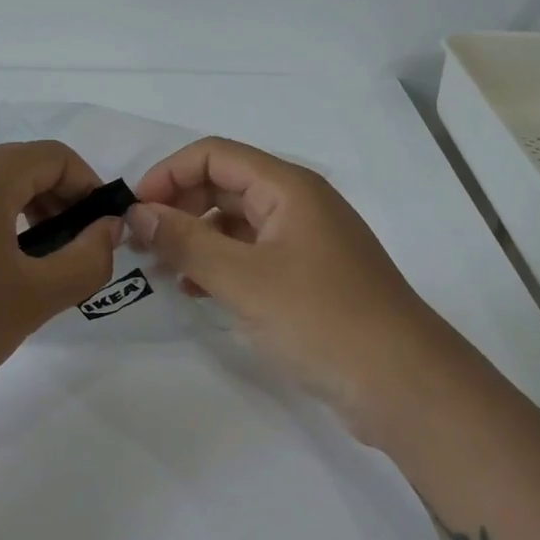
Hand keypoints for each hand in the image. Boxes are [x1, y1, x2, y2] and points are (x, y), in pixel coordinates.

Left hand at [0, 141, 123, 417]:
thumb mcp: (35, 297)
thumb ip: (87, 259)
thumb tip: (108, 230)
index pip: (55, 157)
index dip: (90, 188)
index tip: (104, 233)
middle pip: (25, 169)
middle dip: (62, 205)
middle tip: (77, 256)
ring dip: (32, 220)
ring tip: (42, 272)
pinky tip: (0, 281)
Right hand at [129, 137, 455, 435]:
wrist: (403, 384)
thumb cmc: (323, 319)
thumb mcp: (244, 279)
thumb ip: (186, 242)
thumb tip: (137, 212)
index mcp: (289, 187)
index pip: (215, 155)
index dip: (169, 174)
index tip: (135, 211)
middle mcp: (298, 204)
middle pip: (225, 185)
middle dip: (179, 207)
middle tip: (141, 244)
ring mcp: (306, 242)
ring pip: (237, 223)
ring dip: (196, 238)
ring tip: (162, 270)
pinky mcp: (309, 278)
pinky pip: (253, 255)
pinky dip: (220, 265)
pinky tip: (197, 290)